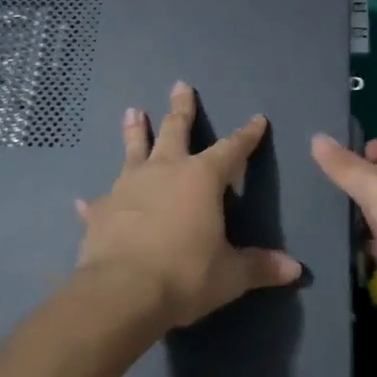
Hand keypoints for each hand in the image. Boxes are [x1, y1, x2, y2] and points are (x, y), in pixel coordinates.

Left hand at [75, 83, 301, 332]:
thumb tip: (295, 270)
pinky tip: (82, 201)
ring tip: (133, 111)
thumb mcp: (230, 275)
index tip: (257, 119)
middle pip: (176, 130)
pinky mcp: (102, 210)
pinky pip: (99, 201)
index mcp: (201, 178)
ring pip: (134, 150)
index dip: (246, 135)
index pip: (231, 149)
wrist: (122, 291)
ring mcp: (129, 186)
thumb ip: (260, 267)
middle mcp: (165, 171)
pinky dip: (94, 202)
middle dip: (181, 107)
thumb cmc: (185, 275)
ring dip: (135, 131)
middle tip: (180, 84)